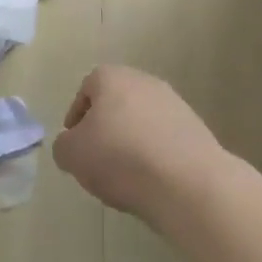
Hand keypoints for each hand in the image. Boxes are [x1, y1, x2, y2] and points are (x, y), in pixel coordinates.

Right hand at [53, 66, 224, 220]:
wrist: (188, 184)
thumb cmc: (120, 158)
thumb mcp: (72, 155)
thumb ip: (63, 146)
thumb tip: (71, 145)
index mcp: (111, 77)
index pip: (86, 90)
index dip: (77, 118)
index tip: (75, 144)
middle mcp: (144, 81)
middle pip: (116, 103)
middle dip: (106, 129)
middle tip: (98, 160)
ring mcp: (175, 104)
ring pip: (142, 122)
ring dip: (132, 143)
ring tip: (127, 177)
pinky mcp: (197, 130)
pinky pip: (166, 140)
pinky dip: (156, 156)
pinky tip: (153, 182)